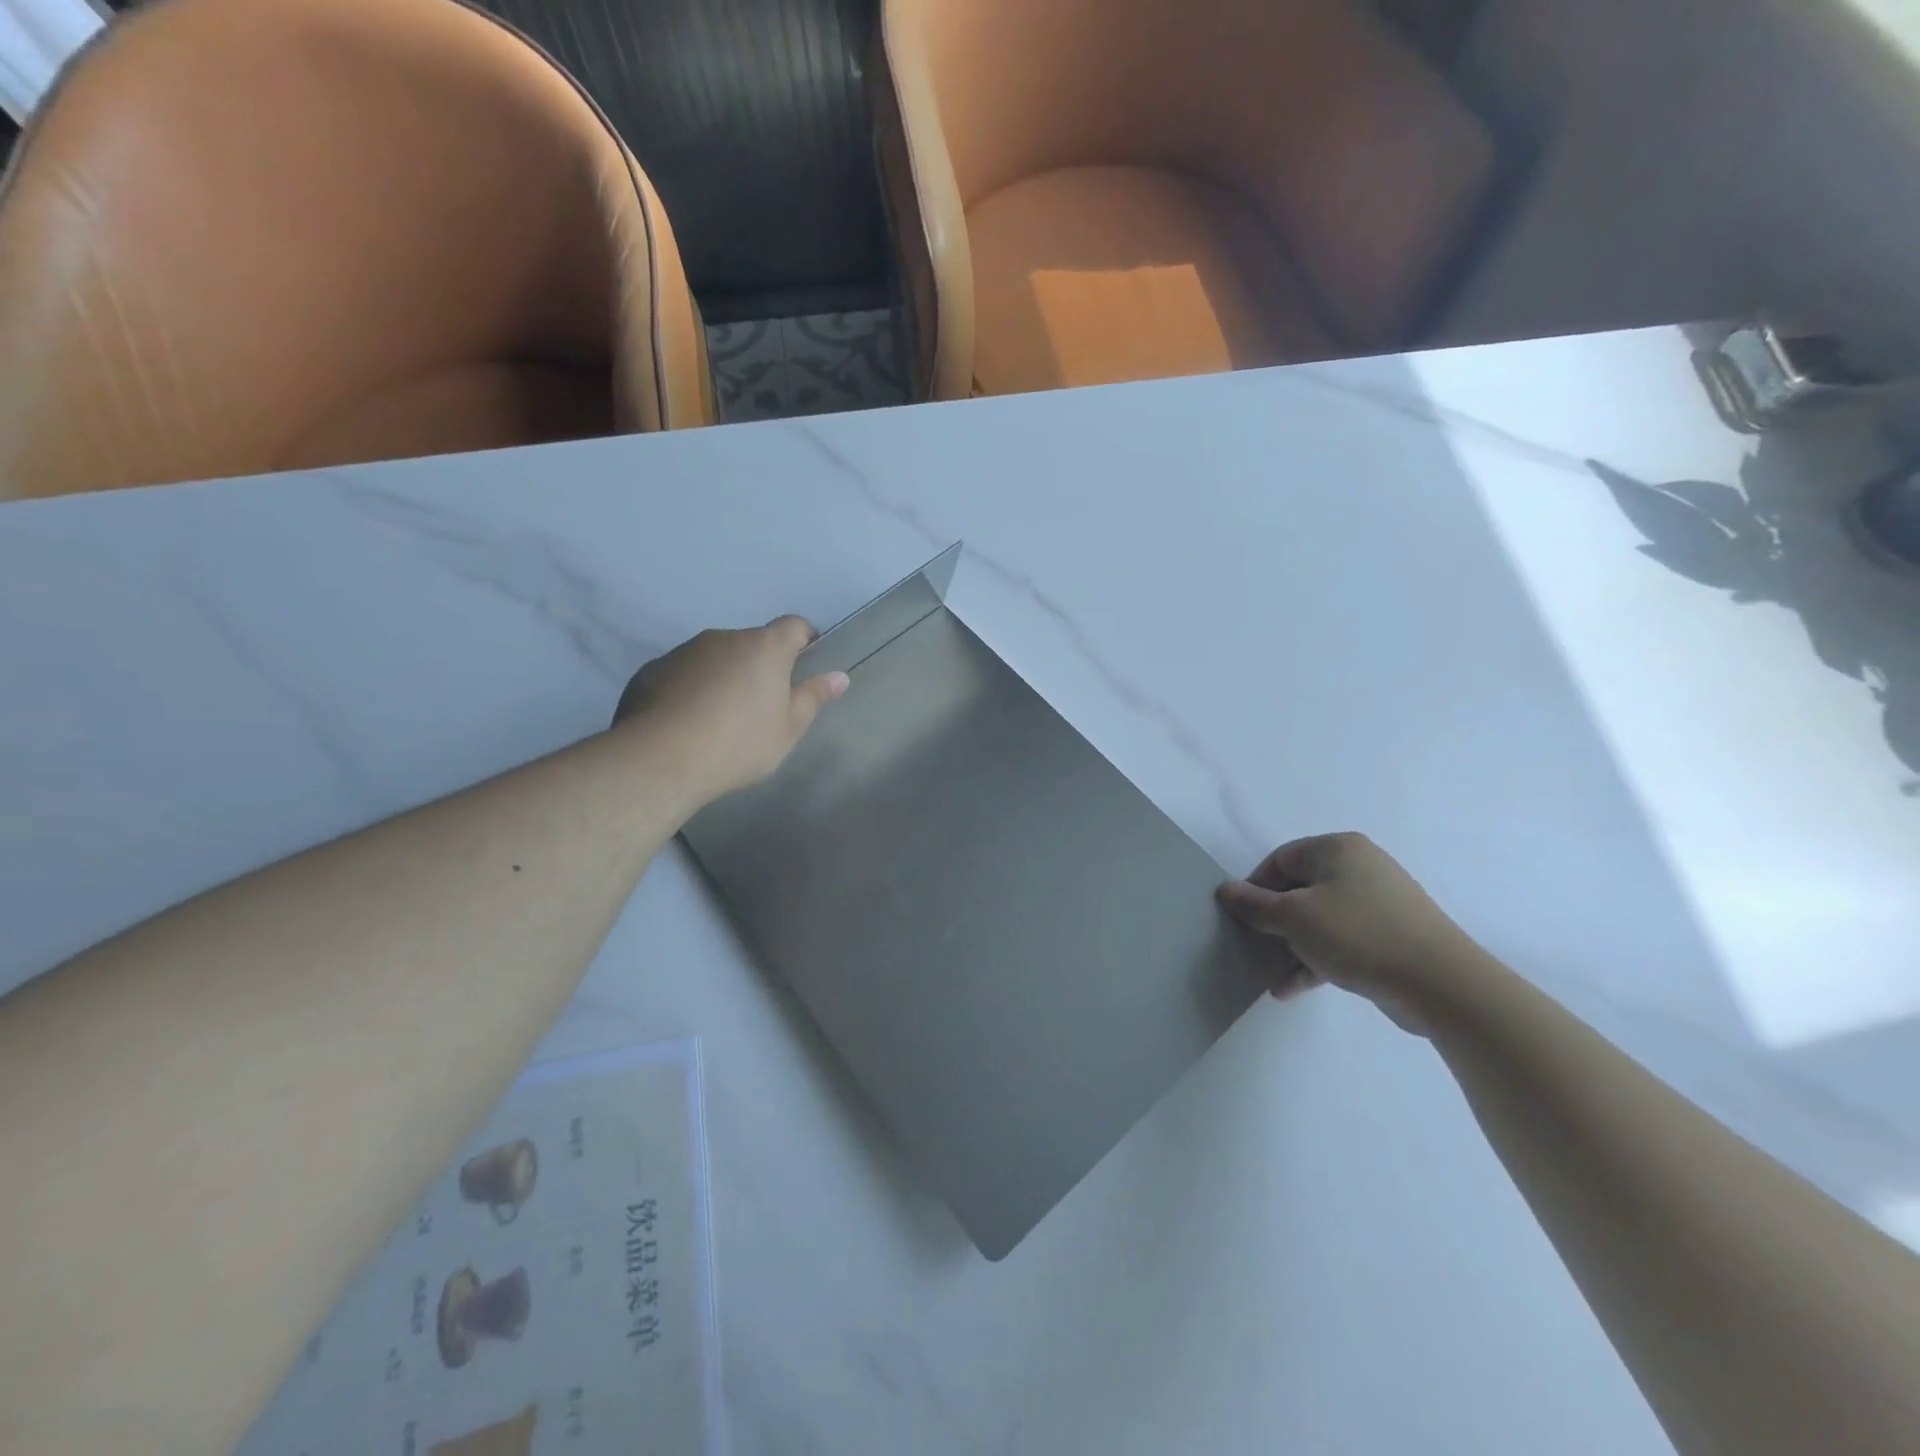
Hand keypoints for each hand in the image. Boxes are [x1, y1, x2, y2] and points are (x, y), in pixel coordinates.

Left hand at [613, 617, 848, 801]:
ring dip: (723, 677)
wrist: (660, 759)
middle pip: (752, 644)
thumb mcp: (787, 730)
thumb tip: (839, 676)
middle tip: (761, 707)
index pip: (794, 626)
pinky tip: (686, 724)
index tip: (806, 665)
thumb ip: (813, 698)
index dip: (804, 641)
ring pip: (714, 658)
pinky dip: (690, 690)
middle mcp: (724, 638)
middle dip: (760, 666)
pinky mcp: (651, 670)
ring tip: (719, 720)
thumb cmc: (738, 744)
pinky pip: (682, 674)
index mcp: (764, 648)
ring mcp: (684, 651)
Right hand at [1217, 833, 1491, 1033]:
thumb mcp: (1295, 918)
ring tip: (1270, 974)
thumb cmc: (1358, 935)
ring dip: (1292, 946)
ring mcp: (1380, 903)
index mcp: (1338, 849)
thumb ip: (1255, 904)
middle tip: (1253, 945)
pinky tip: (1292, 989)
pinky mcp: (1391, 936)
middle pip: (1299, 889)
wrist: (1441, 985)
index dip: (1255, 887)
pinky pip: (1341, 941)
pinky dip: (1316, 959)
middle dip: (1273, 921)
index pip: (1281, 859)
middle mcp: (1360, 867)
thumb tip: (1225, 890)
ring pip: (1319, 919)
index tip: (1241, 917)